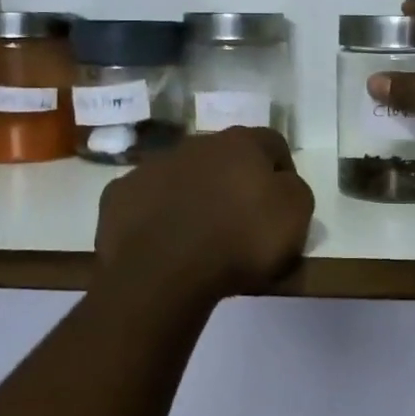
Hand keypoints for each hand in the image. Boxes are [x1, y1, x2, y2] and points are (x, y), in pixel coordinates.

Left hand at [94, 127, 315, 303]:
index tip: (283, 205)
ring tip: (199, 235)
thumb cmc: (239, 241)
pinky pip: (147, 200)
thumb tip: (281, 184)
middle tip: (241, 220)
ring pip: (182, 175)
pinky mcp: (120, 194)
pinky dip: (157, 215)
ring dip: (194, 194)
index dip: (283, 171)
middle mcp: (196, 143)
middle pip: (224, 157)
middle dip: (234, 181)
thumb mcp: (295, 216)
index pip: (272, 143)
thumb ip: (295, 190)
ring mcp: (152, 166)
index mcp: (241, 143)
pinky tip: (163, 242)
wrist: (162, 272)